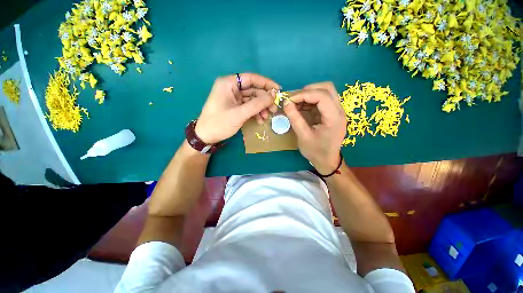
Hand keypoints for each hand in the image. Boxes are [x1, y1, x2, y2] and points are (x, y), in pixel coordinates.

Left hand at [195, 73, 279, 143]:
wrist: (206, 137)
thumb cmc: (220, 123)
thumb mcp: (240, 114)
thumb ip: (257, 104)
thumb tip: (273, 94)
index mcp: (228, 83)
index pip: (251, 78)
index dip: (266, 83)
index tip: (278, 90)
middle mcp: (231, 88)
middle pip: (253, 90)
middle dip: (264, 100)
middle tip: (274, 109)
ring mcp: (233, 98)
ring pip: (252, 99)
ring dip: (261, 108)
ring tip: (267, 117)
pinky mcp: (235, 107)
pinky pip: (248, 106)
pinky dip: (255, 112)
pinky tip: (260, 120)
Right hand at [283, 82, 346, 173]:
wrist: (327, 161)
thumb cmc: (316, 151)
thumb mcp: (303, 136)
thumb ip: (295, 119)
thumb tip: (286, 103)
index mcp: (334, 117)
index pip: (322, 95)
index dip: (304, 94)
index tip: (289, 100)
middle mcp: (339, 110)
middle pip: (327, 88)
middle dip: (308, 90)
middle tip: (294, 99)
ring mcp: (337, 111)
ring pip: (325, 91)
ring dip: (309, 94)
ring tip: (296, 103)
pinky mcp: (332, 113)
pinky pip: (322, 99)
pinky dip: (310, 100)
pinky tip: (301, 107)